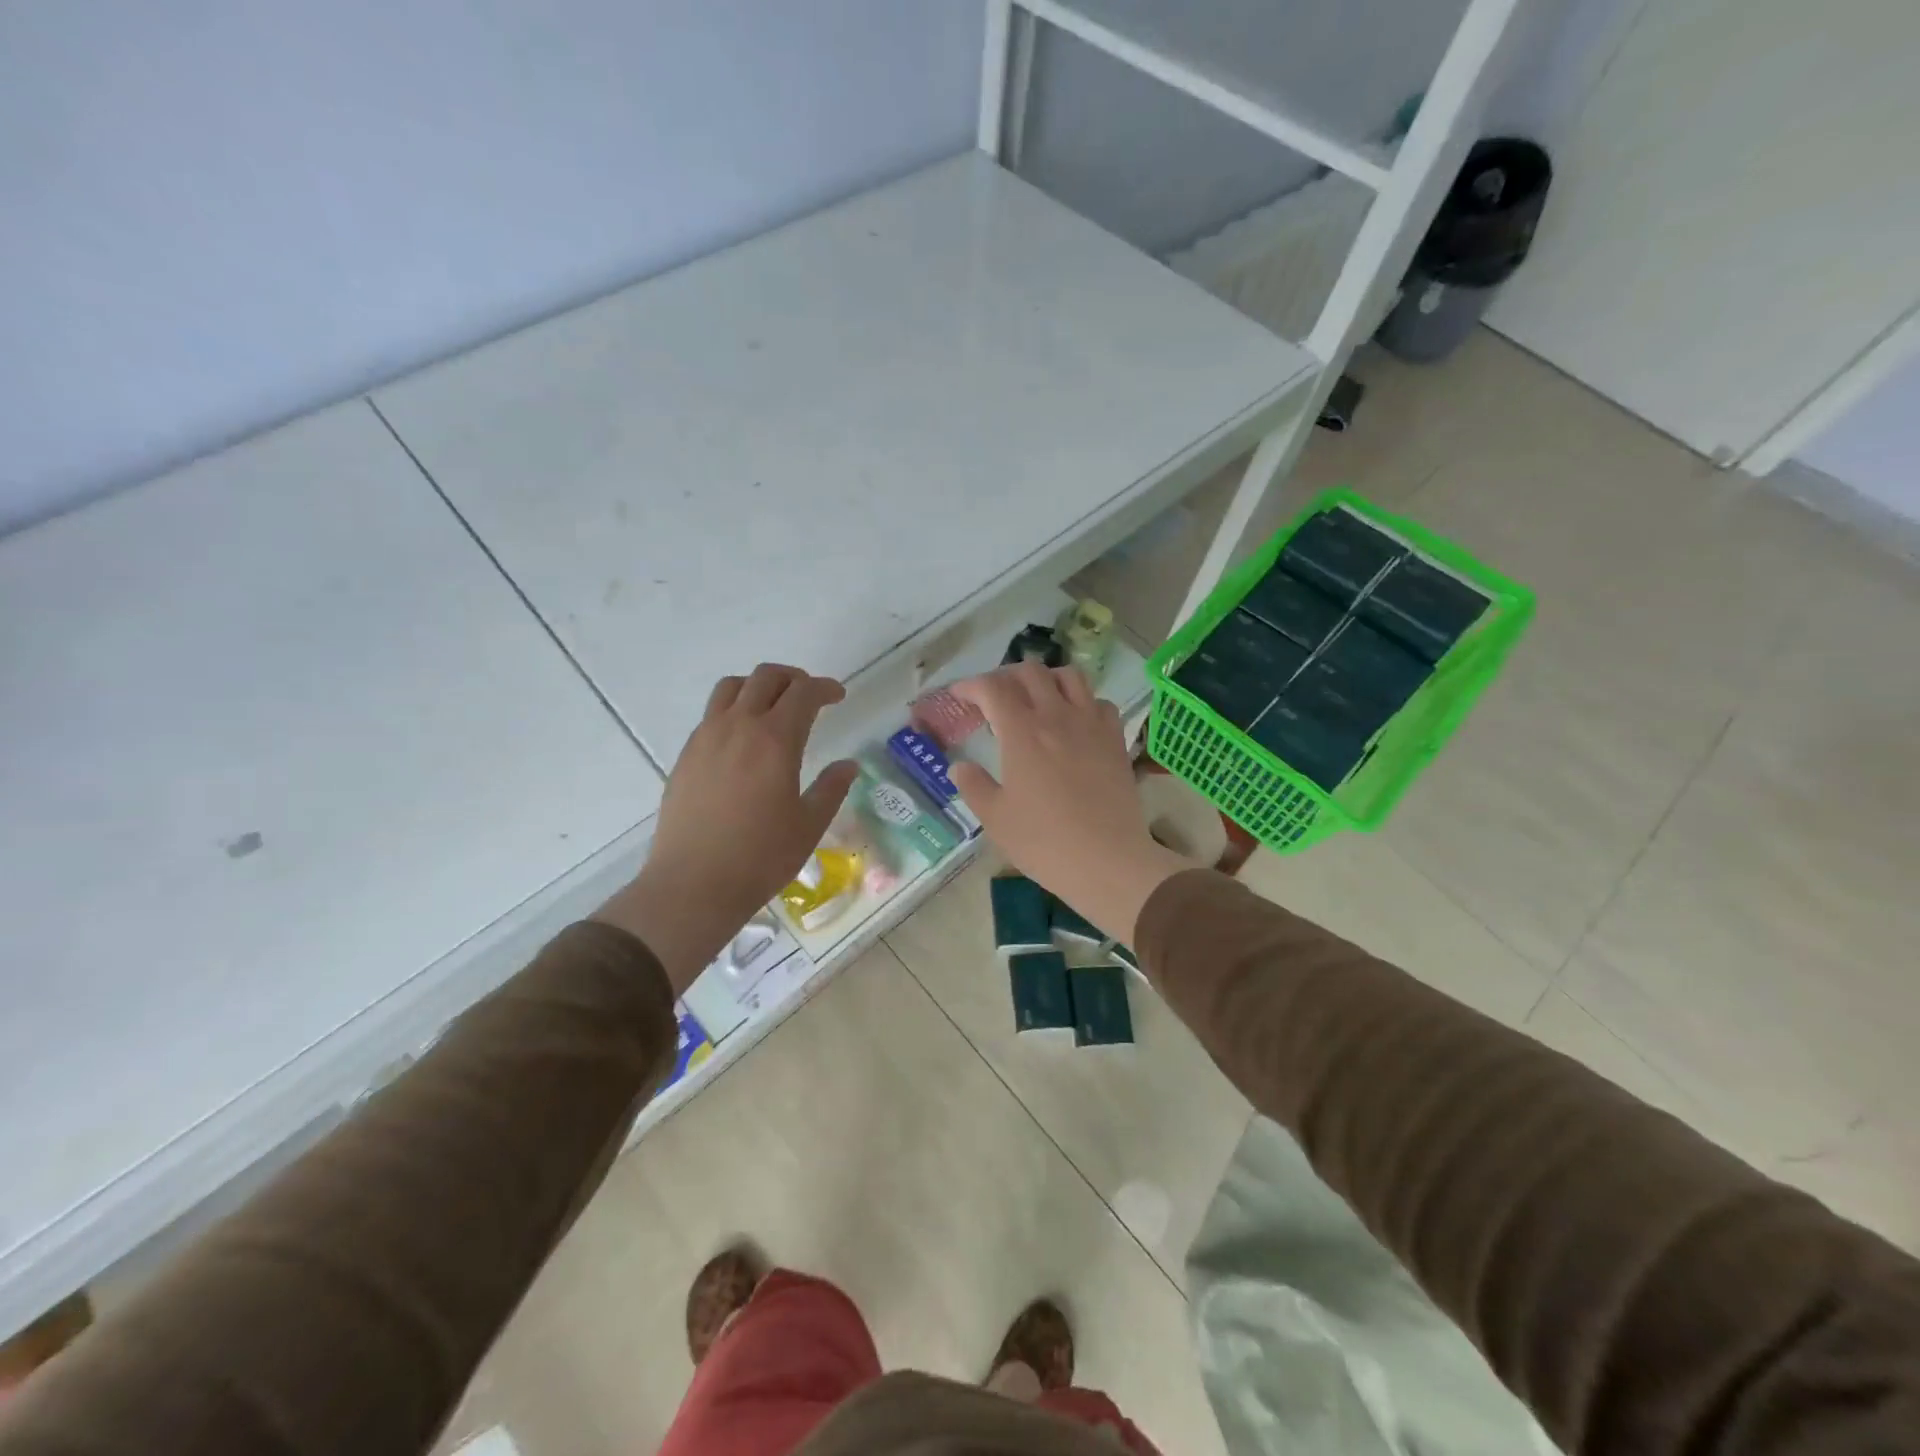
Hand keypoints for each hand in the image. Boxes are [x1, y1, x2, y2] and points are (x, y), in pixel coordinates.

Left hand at [596, 665, 857, 990]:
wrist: (693, 884)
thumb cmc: (760, 857)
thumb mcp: (809, 825)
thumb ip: (831, 789)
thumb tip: (847, 766)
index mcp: (775, 740)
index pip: (803, 693)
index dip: (825, 688)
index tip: (838, 696)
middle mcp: (738, 727)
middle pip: (765, 677)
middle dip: (793, 678)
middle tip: (809, 695)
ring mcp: (706, 738)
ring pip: (731, 688)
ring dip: (758, 686)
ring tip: (773, 707)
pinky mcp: (686, 756)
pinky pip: (712, 714)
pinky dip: (734, 710)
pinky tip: (743, 741)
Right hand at [951, 663, 1190, 945]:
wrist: (1108, 860)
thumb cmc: (1044, 842)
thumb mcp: (996, 818)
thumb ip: (973, 786)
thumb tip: (959, 767)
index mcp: (1022, 732)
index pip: (992, 688)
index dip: (970, 686)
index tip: (959, 696)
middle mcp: (1057, 716)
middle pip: (1031, 672)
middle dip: (1006, 676)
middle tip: (994, 698)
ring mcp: (1091, 724)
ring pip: (1069, 676)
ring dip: (1046, 679)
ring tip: (1036, 698)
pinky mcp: (1115, 739)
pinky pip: (1099, 702)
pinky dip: (1082, 701)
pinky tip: (1075, 722)